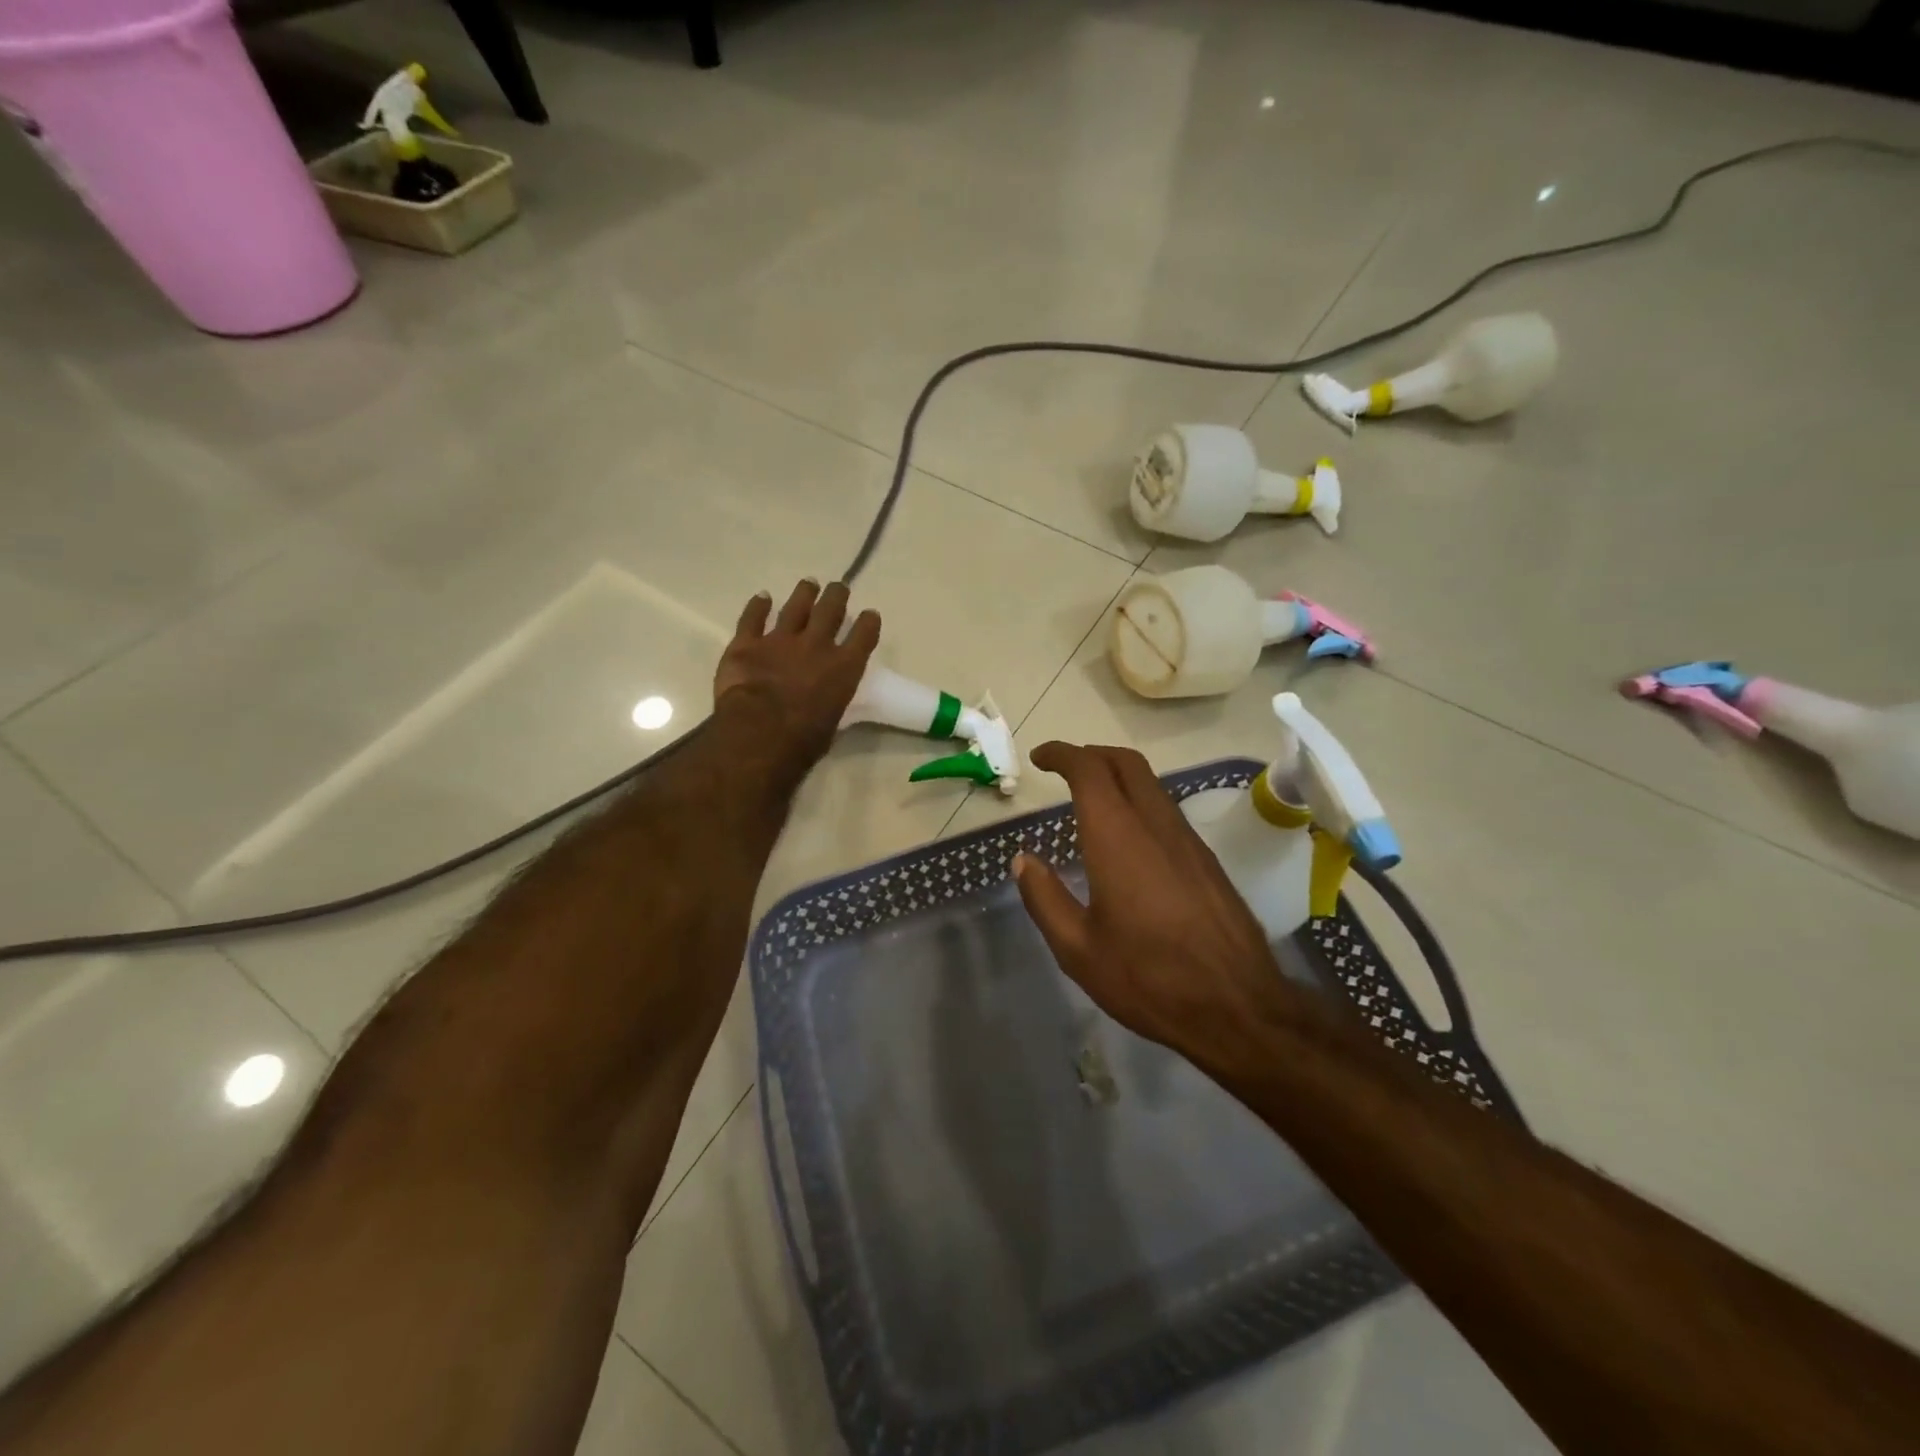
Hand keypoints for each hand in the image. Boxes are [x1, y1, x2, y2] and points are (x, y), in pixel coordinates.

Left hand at [714, 579, 879, 776]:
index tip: (870, 615)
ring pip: (796, 607)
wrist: (761, 731)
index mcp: (844, 668)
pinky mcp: (747, 643)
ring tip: (809, 584)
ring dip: (804, 594)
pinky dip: (757, 606)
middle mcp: (816, 646)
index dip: (868, 623)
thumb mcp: (832, 723)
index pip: (863, 636)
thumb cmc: (803, 739)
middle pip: (830, 611)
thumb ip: (831, 701)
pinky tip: (762, 597)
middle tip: (838, 587)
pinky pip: (753, 618)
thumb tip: (825, 701)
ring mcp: (780, 640)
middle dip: (836, 597)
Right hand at [1013, 743, 1304, 1073]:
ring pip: (1151, 784)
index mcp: (1118, 837)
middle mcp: (1156, 824)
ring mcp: (1187, 840)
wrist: (1238, 1007)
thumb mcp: (1078, 949)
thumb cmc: (1148, 978)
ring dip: (1117, 776)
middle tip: (1064, 769)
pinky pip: (1167, 810)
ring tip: (1090, 800)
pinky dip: (1139, 802)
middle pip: (1126, 763)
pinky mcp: (1207, 860)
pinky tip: (1127, 838)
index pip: (1089, 769)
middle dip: (1092, 754)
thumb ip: (1045, 898)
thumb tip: (1023, 861)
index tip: (1039, 758)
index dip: (1062, 754)